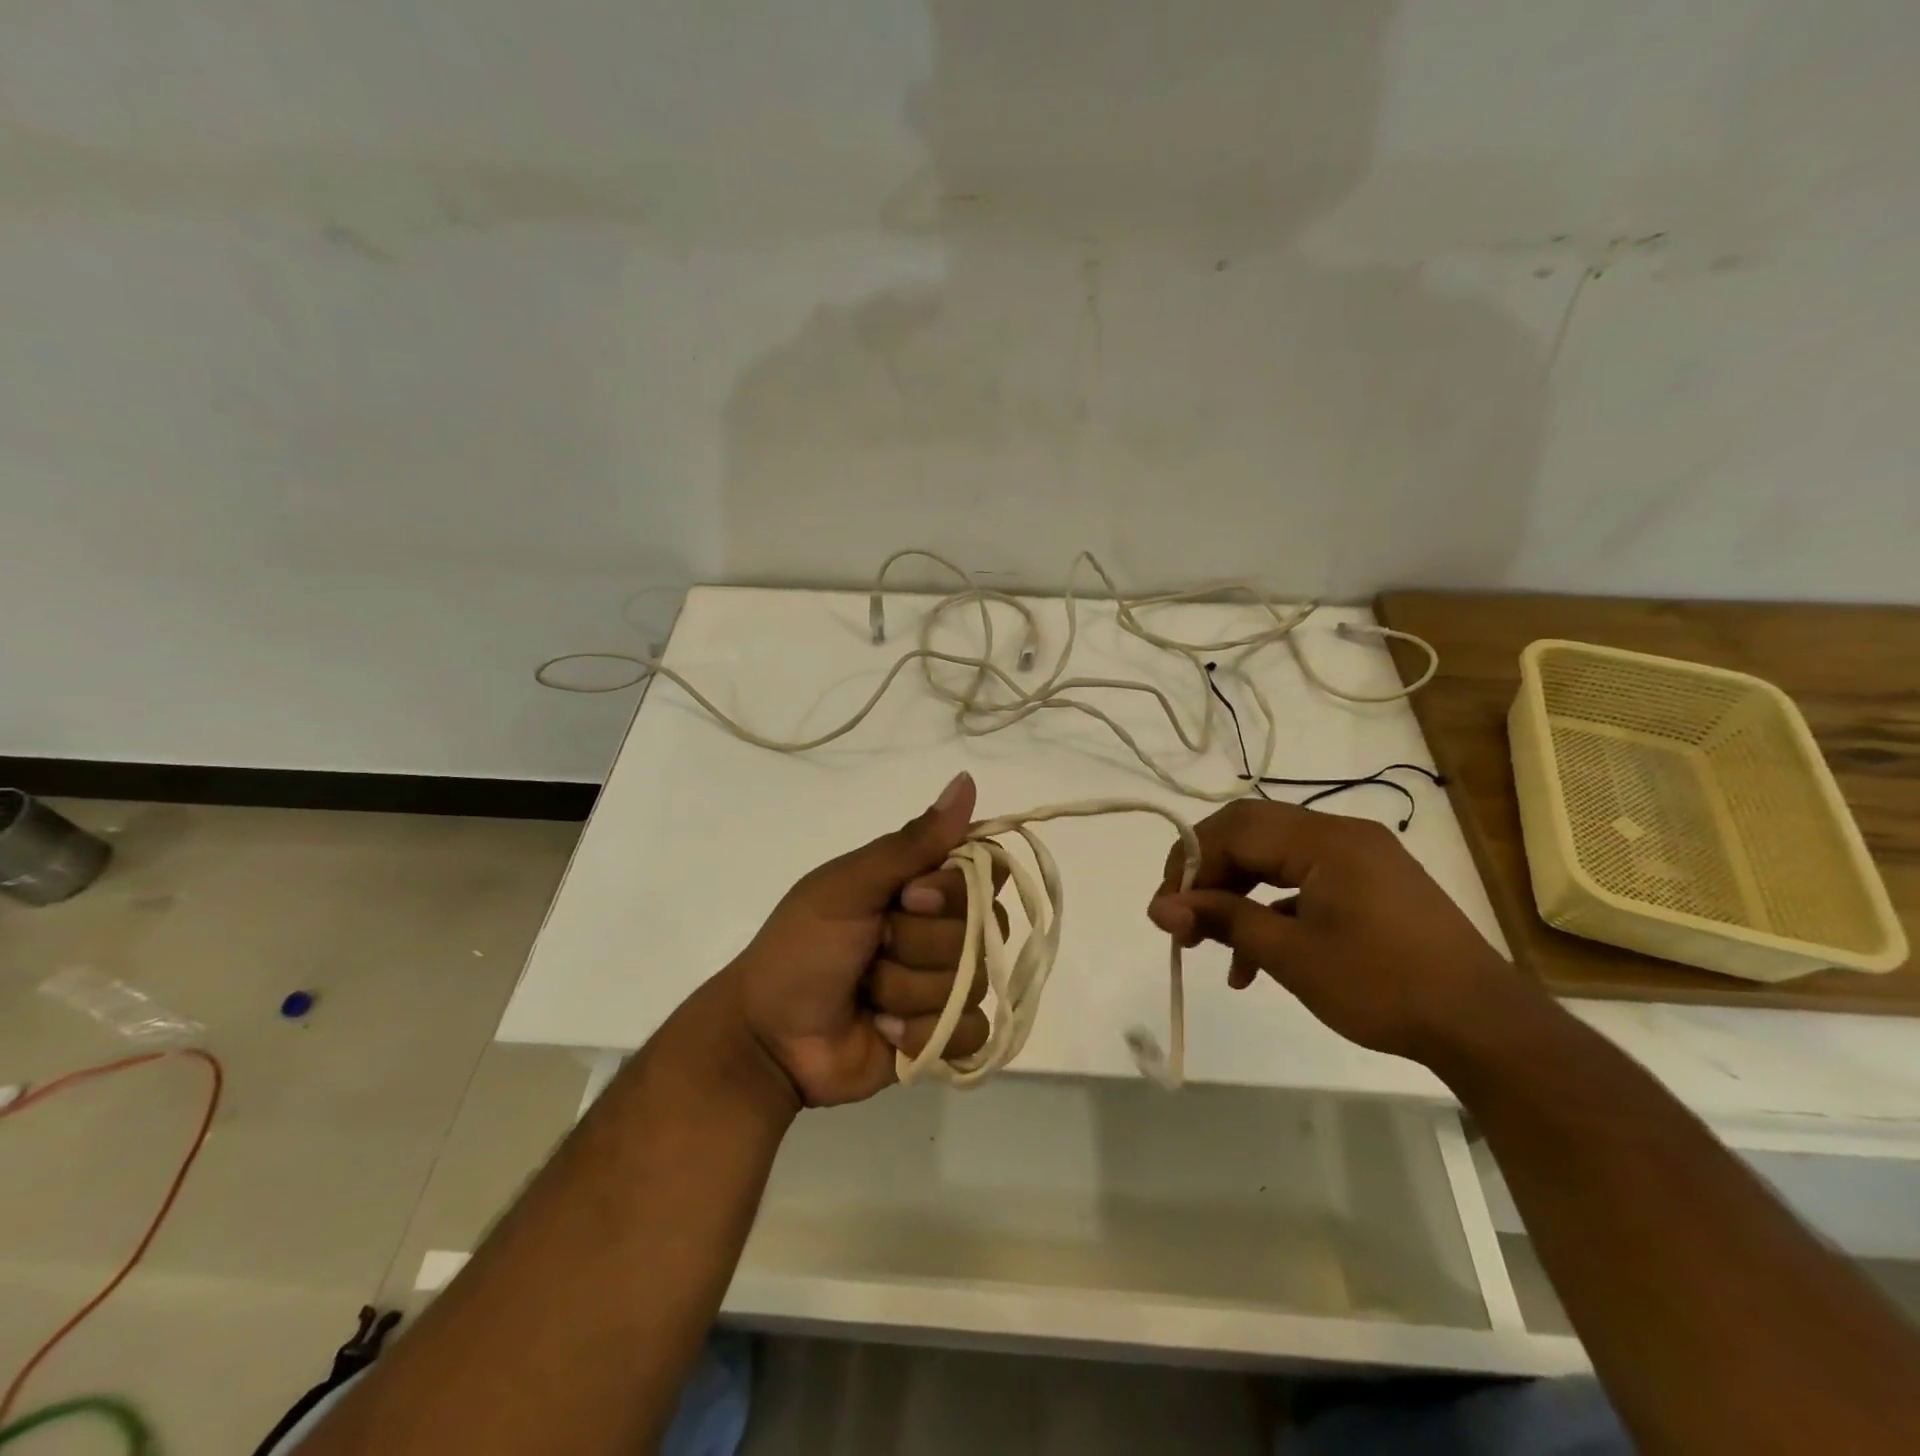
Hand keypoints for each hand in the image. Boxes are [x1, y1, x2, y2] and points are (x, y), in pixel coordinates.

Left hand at [725, 771, 995, 1106]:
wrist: (768, 1038)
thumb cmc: (802, 948)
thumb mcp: (849, 887)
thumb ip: (912, 843)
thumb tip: (966, 780)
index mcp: (920, 883)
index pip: (982, 870)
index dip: (954, 887)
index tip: (909, 896)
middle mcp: (941, 927)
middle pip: (982, 927)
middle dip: (918, 943)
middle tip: (873, 946)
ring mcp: (946, 982)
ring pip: (973, 980)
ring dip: (908, 989)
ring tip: (867, 993)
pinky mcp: (945, 1034)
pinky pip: (971, 1031)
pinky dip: (923, 1032)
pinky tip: (885, 1029)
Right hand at [1146, 800, 1544, 1064]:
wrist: (1485, 1028)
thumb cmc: (1383, 986)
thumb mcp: (1292, 956)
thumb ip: (1224, 921)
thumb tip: (1161, 907)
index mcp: (1325, 840)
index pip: (1235, 830)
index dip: (1190, 864)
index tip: (1166, 910)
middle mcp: (1341, 834)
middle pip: (1251, 834)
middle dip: (1208, 874)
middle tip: (1181, 916)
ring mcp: (1359, 859)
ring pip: (1273, 859)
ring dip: (1236, 896)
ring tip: (1208, 944)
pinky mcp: (1369, 885)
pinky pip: (1303, 882)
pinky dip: (1271, 910)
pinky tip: (1253, 959)